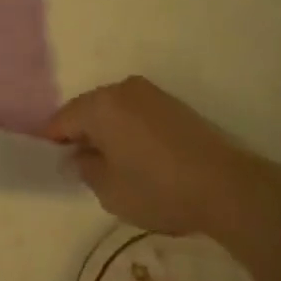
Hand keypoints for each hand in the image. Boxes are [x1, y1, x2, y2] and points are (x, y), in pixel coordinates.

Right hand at [44, 76, 269, 237]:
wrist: (227, 187)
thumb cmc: (158, 189)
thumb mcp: (110, 191)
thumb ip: (84, 169)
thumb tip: (75, 157)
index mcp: (99, 105)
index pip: (62, 119)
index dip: (53, 141)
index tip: (54, 161)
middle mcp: (121, 89)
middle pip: (88, 109)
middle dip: (82, 133)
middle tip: (83, 165)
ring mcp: (150, 94)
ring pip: (114, 110)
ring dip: (109, 131)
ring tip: (114, 163)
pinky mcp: (174, 104)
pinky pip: (137, 113)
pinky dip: (131, 130)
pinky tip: (140, 156)